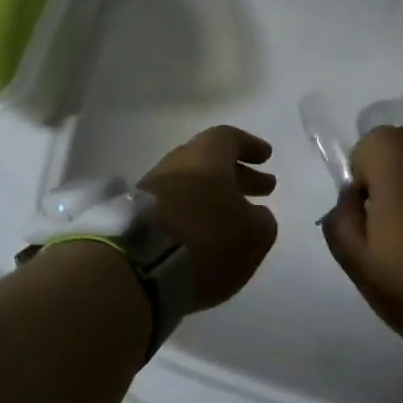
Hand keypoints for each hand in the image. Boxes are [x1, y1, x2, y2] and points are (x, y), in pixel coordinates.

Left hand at [138, 126, 278, 309]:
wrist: (139, 264)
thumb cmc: (207, 236)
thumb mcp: (253, 233)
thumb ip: (261, 220)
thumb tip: (255, 215)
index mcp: (206, 155)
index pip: (229, 138)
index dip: (249, 147)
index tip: (266, 157)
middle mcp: (177, 163)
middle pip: (210, 162)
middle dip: (238, 175)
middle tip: (264, 189)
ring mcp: (151, 188)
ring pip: (192, 185)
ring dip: (216, 197)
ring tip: (236, 218)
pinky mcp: (136, 216)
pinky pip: (174, 208)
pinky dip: (194, 215)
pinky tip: (206, 235)